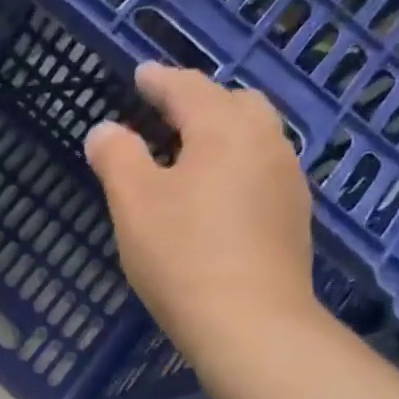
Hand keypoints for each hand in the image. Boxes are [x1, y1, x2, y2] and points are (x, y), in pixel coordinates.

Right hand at [86, 65, 318, 362]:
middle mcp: (266, 143)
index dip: (159, 80)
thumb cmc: (182, 256)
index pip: (188, 88)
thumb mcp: (133, 203)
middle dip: (200, 100)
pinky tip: (216, 195)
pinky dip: (235, 165)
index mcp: (224, 129)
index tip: (140, 75)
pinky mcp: (293, 217)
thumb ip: (116, 157)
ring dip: (222, 133)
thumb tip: (104, 130)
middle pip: (235, 103)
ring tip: (189, 153)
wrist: (250, 323)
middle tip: (167, 113)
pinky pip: (262, 170)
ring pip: (255, 136)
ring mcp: (287, 180)